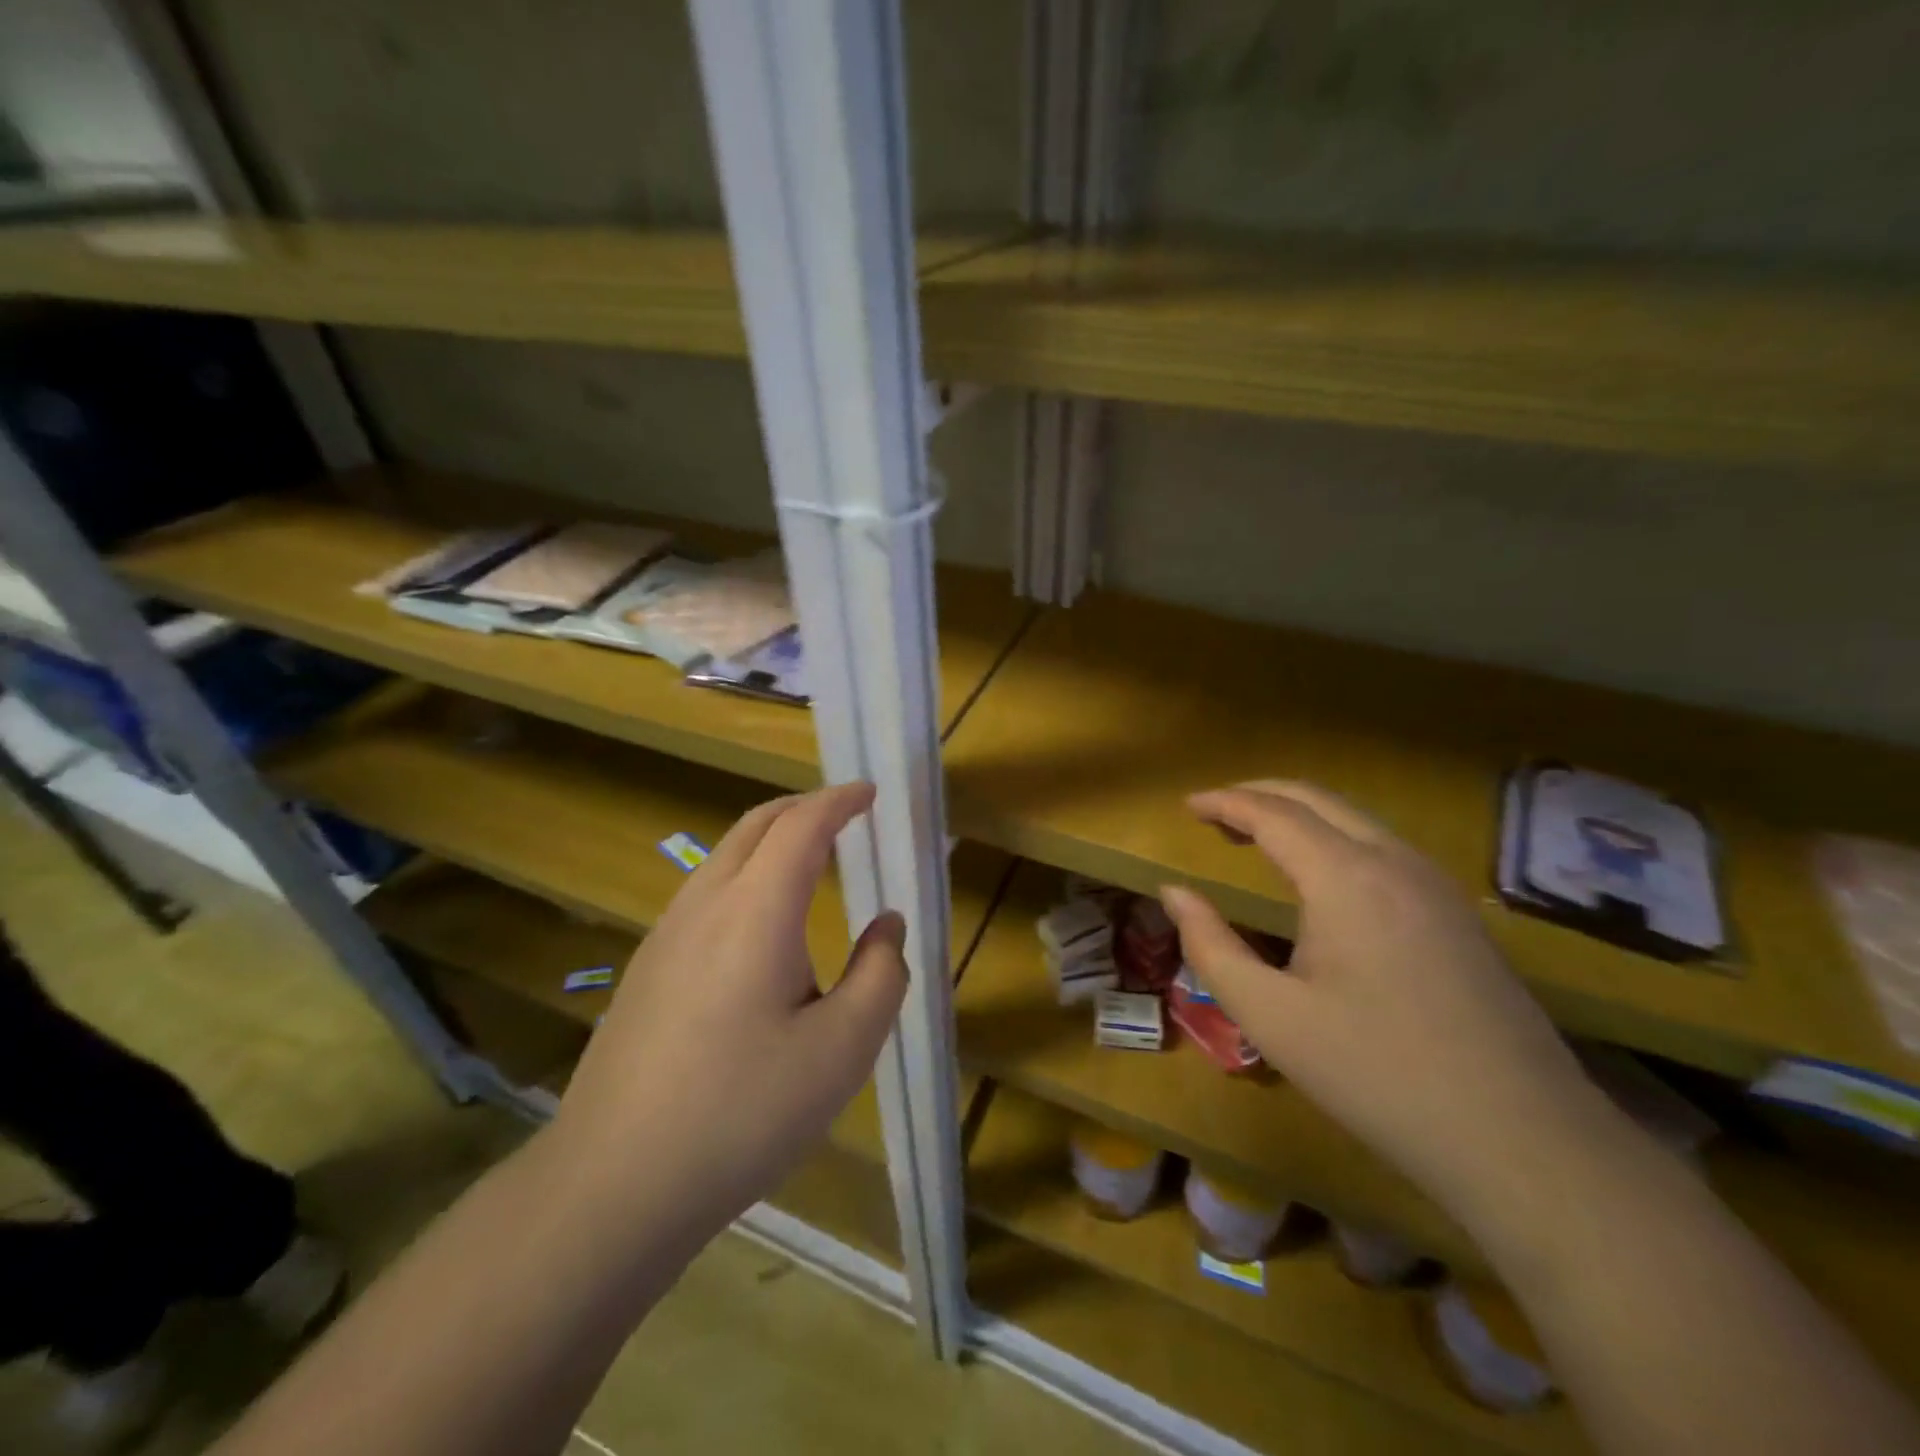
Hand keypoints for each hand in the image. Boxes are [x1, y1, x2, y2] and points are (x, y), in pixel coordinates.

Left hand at [548, 783, 907, 1239]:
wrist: (612, 1183)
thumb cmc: (742, 1112)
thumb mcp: (842, 1050)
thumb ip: (881, 976)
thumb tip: (887, 926)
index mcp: (756, 910)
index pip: (801, 826)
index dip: (839, 801)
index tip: (869, 793)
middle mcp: (705, 905)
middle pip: (755, 826)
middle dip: (803, 808)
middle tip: (844, 815)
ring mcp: (665, 936)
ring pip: (724, 858)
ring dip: (770, 842)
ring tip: (808, 863)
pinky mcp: (646, 969)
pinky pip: (704, 894)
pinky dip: (745, 876)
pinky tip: (759, 928)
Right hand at [1160, 780, 1612, 1221]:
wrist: (1523, 1141)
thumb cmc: (1377, 1074)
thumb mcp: (1270, 1016)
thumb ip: (1210, 945)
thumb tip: (1173, 892)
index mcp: (1345, 877)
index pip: (1273, 813)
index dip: (1224, 802)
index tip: (1187, 805)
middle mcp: (1394, 861)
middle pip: (1317, 799)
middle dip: (1260, 794)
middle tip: (1215, 812)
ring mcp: (1436, 884)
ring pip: (1356, 819)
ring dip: (1300, 814)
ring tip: (1257, 836)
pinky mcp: (1459, 913)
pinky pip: (1383, 847)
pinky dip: (1335, 837)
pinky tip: (1321, 875)